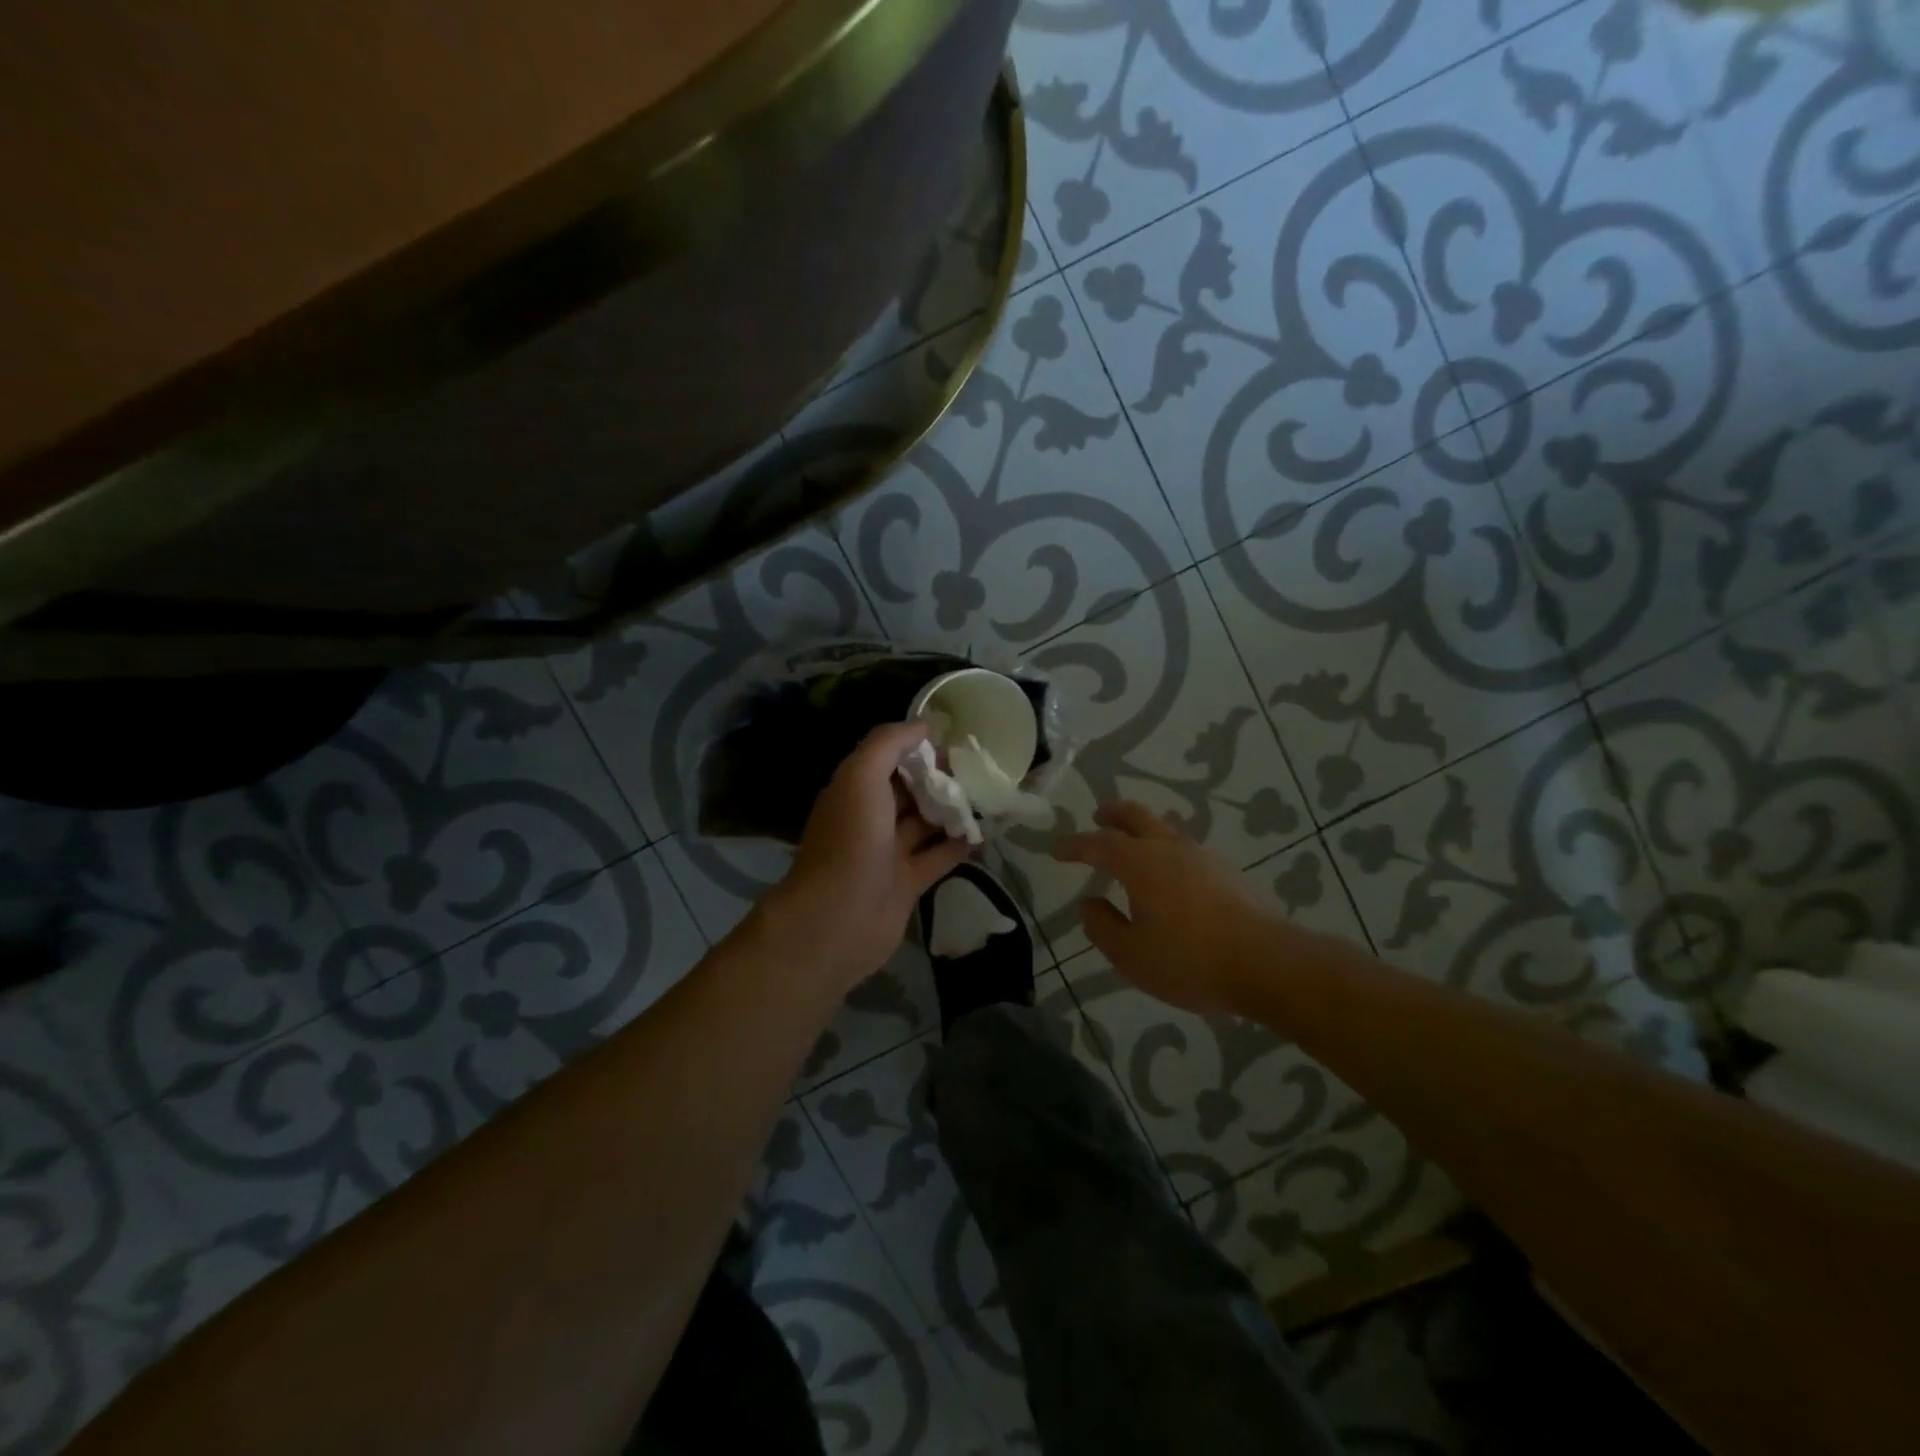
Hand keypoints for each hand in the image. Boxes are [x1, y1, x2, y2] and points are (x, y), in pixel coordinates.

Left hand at [763, 722, 970, 991]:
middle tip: (978, 769)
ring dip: (952, 810)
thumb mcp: (861, 777)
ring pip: (925, 823)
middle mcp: (870, 818)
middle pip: (909, 790)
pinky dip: (958, 846)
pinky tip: (983, 833)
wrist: (838, 918)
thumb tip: (924, 725)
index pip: (888, 758)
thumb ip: (888, 744)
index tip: (953, 740)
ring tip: (988, 795)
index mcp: (855, 790)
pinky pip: (937, 857)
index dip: (917, 747)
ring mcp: (888, 852)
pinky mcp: (908, 883)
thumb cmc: (851, 840)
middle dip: (939, 778)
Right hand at [1054, 801, 1294, 1013]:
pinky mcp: (1224, 871)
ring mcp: (1201, 856)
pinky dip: (1165, 847)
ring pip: (1164, 827)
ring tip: (1131, 844)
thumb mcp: (1131, 954)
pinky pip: (1184, 846)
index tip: (1057, 850)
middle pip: (1136, 815)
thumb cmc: (1189, 960)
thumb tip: (1089, 903)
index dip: (1075, 844)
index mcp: (1140, 863)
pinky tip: (1168, 872)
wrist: (1265, 963)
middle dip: (1112, 813)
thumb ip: (1102, 926)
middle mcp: (1169, 848)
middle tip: (1097, 816)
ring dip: (1141, 828)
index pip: (1099, 843)